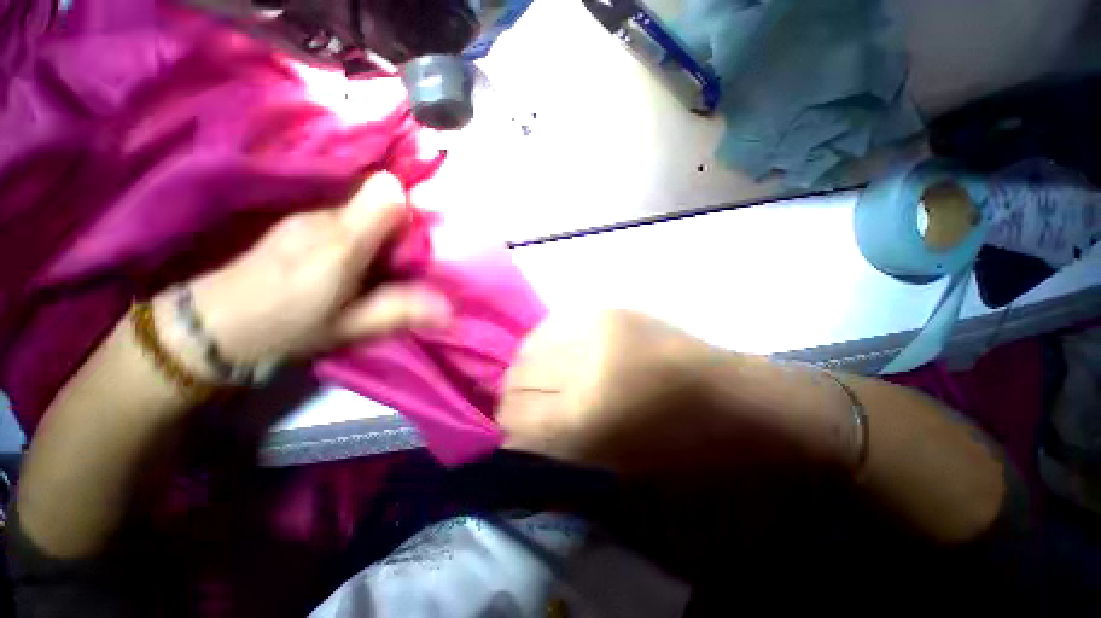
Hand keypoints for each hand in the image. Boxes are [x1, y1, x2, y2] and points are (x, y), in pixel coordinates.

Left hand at [164, 173, 450, 368]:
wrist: (213, 324)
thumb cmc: (286, 327)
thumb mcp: (351, 327)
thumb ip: (401, 310)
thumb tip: (450, 309)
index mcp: (341, 242)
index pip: (388, 193)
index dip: (413, 208)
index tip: (421, 239)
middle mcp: (324, 215)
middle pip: (379, 195)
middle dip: (402, 222)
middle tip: (404, 259)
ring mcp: (307, 213)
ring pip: (361, 202)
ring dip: (381, 226)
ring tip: (379, 262)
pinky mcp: (297, 218)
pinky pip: (343, 211)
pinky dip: (360, 227)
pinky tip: (352, 256)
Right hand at [497, 310, 718, 473]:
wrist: (724, 394)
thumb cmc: (671, 444)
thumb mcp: (605, 460)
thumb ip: (550, 441)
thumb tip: (510, 427)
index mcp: (582, 418)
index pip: (514, 415)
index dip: (506, 424)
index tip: (509, 428)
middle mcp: (580, 365)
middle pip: (516, 375)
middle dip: (513, 393)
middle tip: (527, 402)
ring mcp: (594, 327)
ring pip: (529, 345)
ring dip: (529, 365)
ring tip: (547, 375)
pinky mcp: (605, 309)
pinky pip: (553, 325)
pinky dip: (548, 342)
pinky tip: (564, 353)